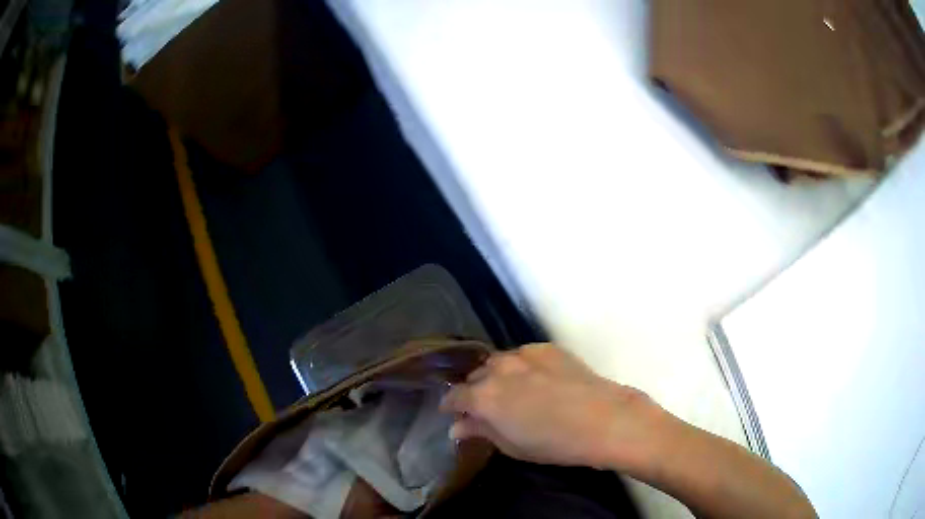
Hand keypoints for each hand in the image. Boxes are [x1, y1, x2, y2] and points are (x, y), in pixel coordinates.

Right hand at [439, 343, 670, 472]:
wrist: (603, 420)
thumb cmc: (554, 443)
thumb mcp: (511, 445)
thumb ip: (480, 431)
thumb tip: (457, 427)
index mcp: (483, 396)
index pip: (455, 396)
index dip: (451, 406)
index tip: (454, 414)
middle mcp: (498, 369)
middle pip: (475, 376)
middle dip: (475, 391)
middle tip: (487, 408)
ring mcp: (524, 354)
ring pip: (498, 362)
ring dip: (497, 376)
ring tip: (512, 392)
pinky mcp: (547, 348)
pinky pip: (524, 356)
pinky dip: (522, 367)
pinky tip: (538, 381)